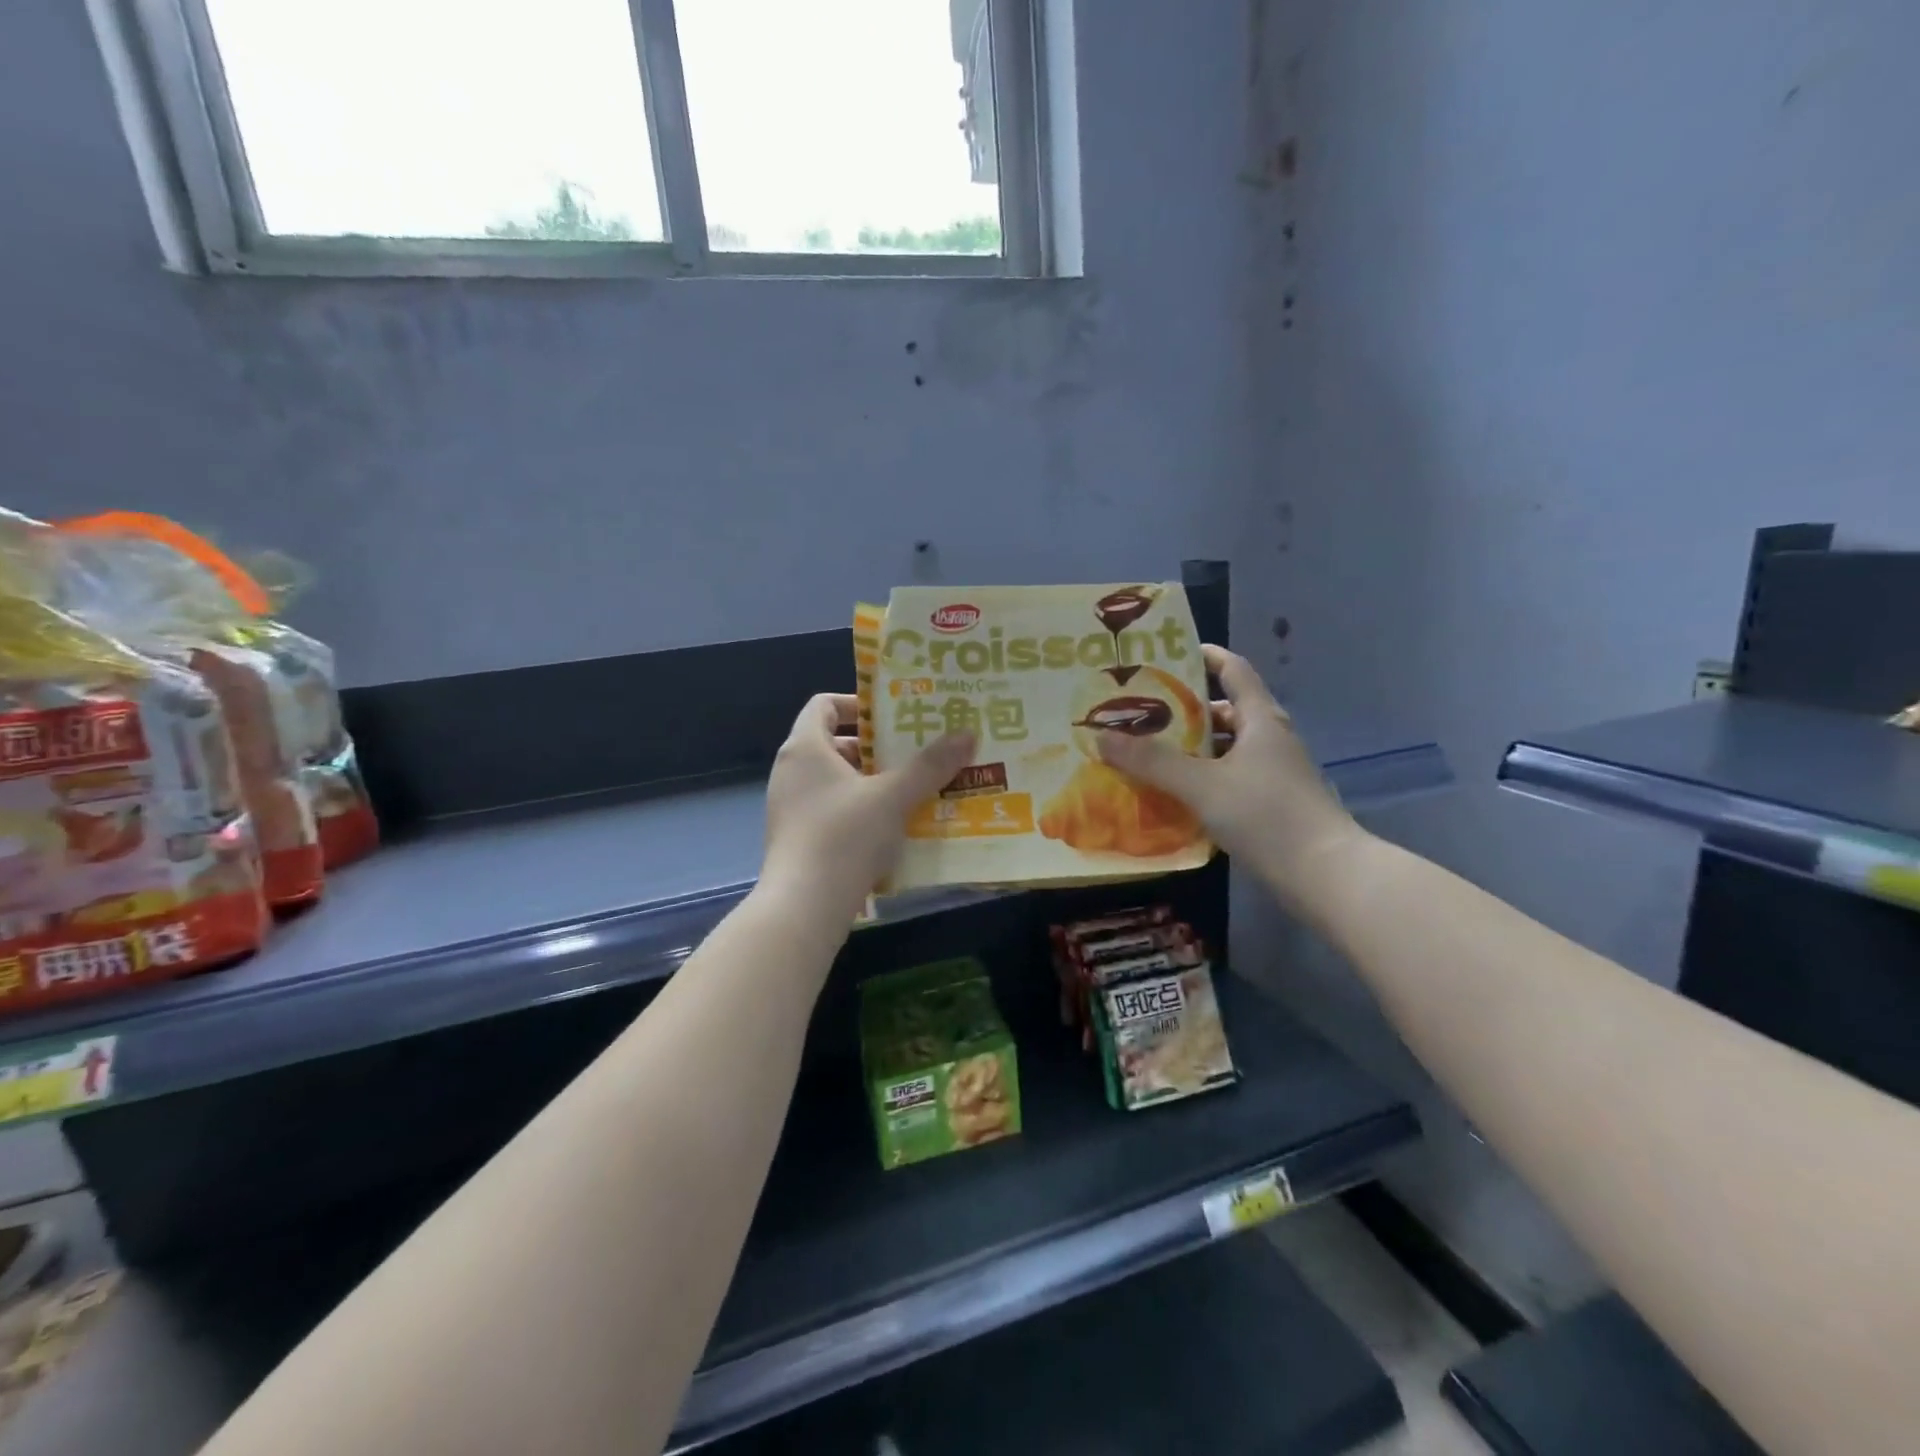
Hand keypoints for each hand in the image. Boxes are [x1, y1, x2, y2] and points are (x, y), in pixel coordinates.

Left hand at [761, 694, 974, 919]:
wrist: (804, 907)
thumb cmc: (845, 837)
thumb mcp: (894, 797)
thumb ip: (930, 765)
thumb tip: (967, 733)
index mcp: (805, 748)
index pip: (824, 705)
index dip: (858, 703)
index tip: (894, 717)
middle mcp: (792, 772)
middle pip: (835, 744)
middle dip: (877, 747)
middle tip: (916, 752)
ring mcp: (791, 807)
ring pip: (837, 781)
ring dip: (874, 782)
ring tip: (915, 789)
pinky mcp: (798, 838)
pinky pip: (833, 810)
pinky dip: (862, 810)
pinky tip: (896, 827)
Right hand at [1095, 646, 1366, 909]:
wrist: (1325, 875)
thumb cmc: (1266, 815)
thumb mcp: (1202, 785)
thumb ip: (1152, 761)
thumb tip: (1101, 736)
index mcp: (1260, 720)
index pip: (1234, 671)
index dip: (1206, 657)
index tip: (1169, 653)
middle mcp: (1270, 739)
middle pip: (1227, 711)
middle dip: (1186, 709)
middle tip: (1142, 711)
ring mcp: (1274, 773)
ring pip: (1227, 748)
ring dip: (1193, 748)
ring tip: (1149, 752)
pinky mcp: (1272, 803)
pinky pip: (1230, 777)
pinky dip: (1203, 778)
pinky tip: (1175, 793)